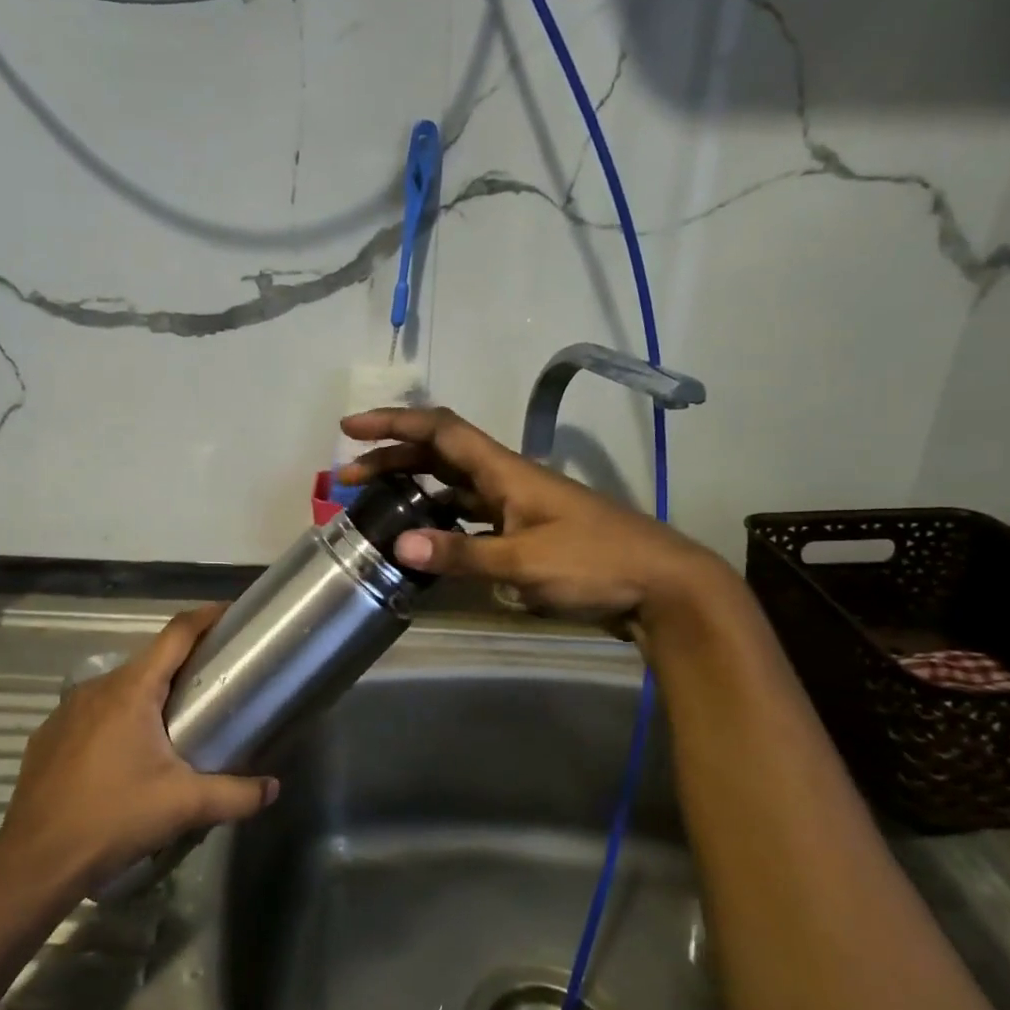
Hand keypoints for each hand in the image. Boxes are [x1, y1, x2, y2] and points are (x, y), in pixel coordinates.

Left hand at [0, 606, 278, 881]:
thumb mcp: (183, 806)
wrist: (34, 863)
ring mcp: (66, 712)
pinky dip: (117, 720)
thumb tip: (273, 789)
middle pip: (149, 661)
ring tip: (174, 724)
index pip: (176, 634)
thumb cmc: (113, 818)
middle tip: (214, 683)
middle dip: (182, 665)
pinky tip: (126, 757)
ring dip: (148, 696)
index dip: (206, 618)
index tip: (231, 613)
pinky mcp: (48, 738)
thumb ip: (236, 794)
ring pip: (119, 689)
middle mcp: (96, 689)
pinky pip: (92, 715)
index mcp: (132, 690)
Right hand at [336, 406, 728, 629]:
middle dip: (392, 457)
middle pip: (439, 455)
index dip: (394, 423)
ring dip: (413, 487)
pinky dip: (440, 520)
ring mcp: (516, 507)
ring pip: (453, 485)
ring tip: (376, 504)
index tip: (350, 429)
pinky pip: (469, 516)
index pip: (440, 431)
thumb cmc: (596, 563)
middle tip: (348, 476)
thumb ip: (463, 555)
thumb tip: (399, 545)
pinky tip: (425, 539)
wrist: (661, 587)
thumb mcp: (525, 561)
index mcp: (506, 471)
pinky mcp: (525, 534)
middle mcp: (506, 480)